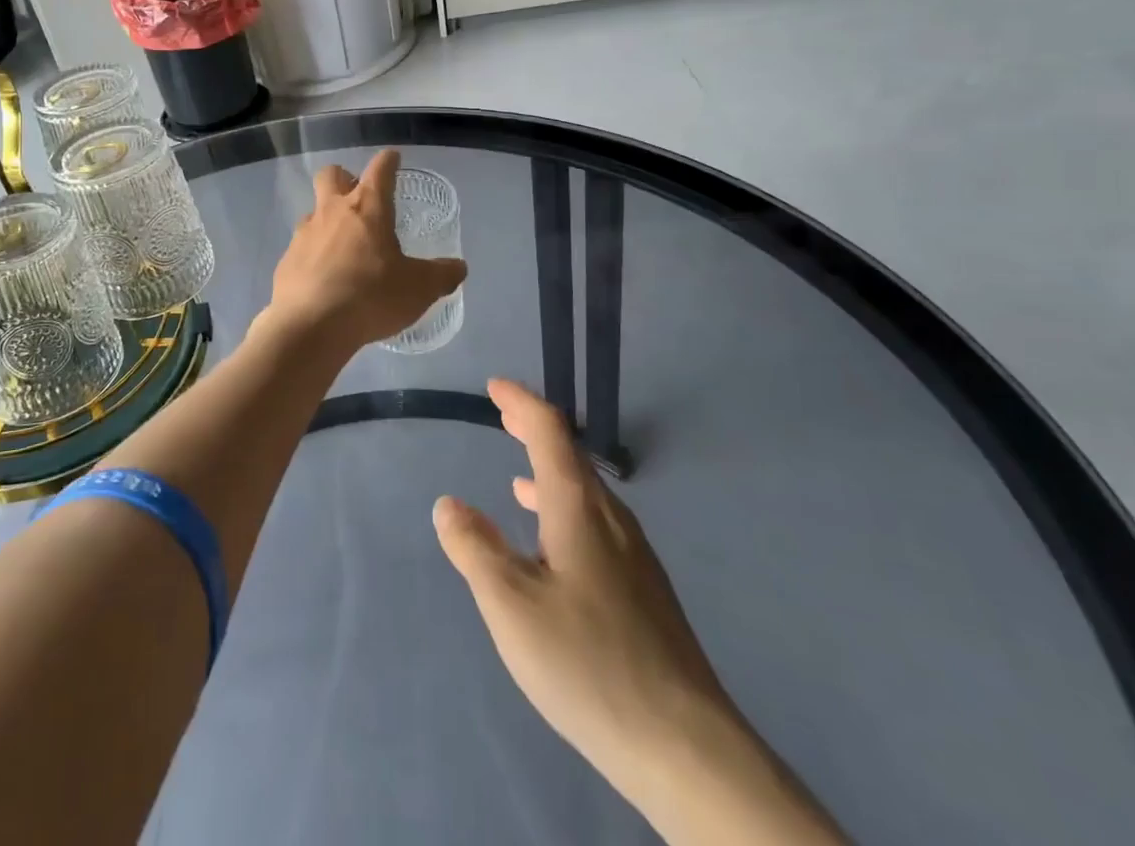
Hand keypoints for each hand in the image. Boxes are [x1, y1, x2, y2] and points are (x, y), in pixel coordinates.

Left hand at [266, 150, 466, 353]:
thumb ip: (441, 275)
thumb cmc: (370, 296)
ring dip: (328, 220)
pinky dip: (314, 254)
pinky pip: (302, 247)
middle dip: (344, 179)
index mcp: (367, 207)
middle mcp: (332, 211)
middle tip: (359, 199)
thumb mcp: (419, 289)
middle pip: (331, 175)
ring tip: (345, 247)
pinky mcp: (287, 260)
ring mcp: (304, 234)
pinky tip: (325, 278)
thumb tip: (458, 267)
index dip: (388, 161)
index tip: (393, 158)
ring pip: (314, 212)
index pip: (380, 169)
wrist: (310, 326)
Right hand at [433, 381, 847, 844]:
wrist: (685, 746)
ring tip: (518, 478)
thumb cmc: (588, 663)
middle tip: (503, 416)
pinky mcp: (644, 591)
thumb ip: (476, 549)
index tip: (494, 387)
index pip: (549, 431)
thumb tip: (449, 504)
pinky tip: (553, 548)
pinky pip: (596, 525)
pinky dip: (564, 511)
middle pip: (570, 456)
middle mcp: (611, 518)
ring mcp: (634, 556)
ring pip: (585, 494)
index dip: (521, 403)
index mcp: (579, 508)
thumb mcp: (511, 605)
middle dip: (534, 431)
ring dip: (548, 474)